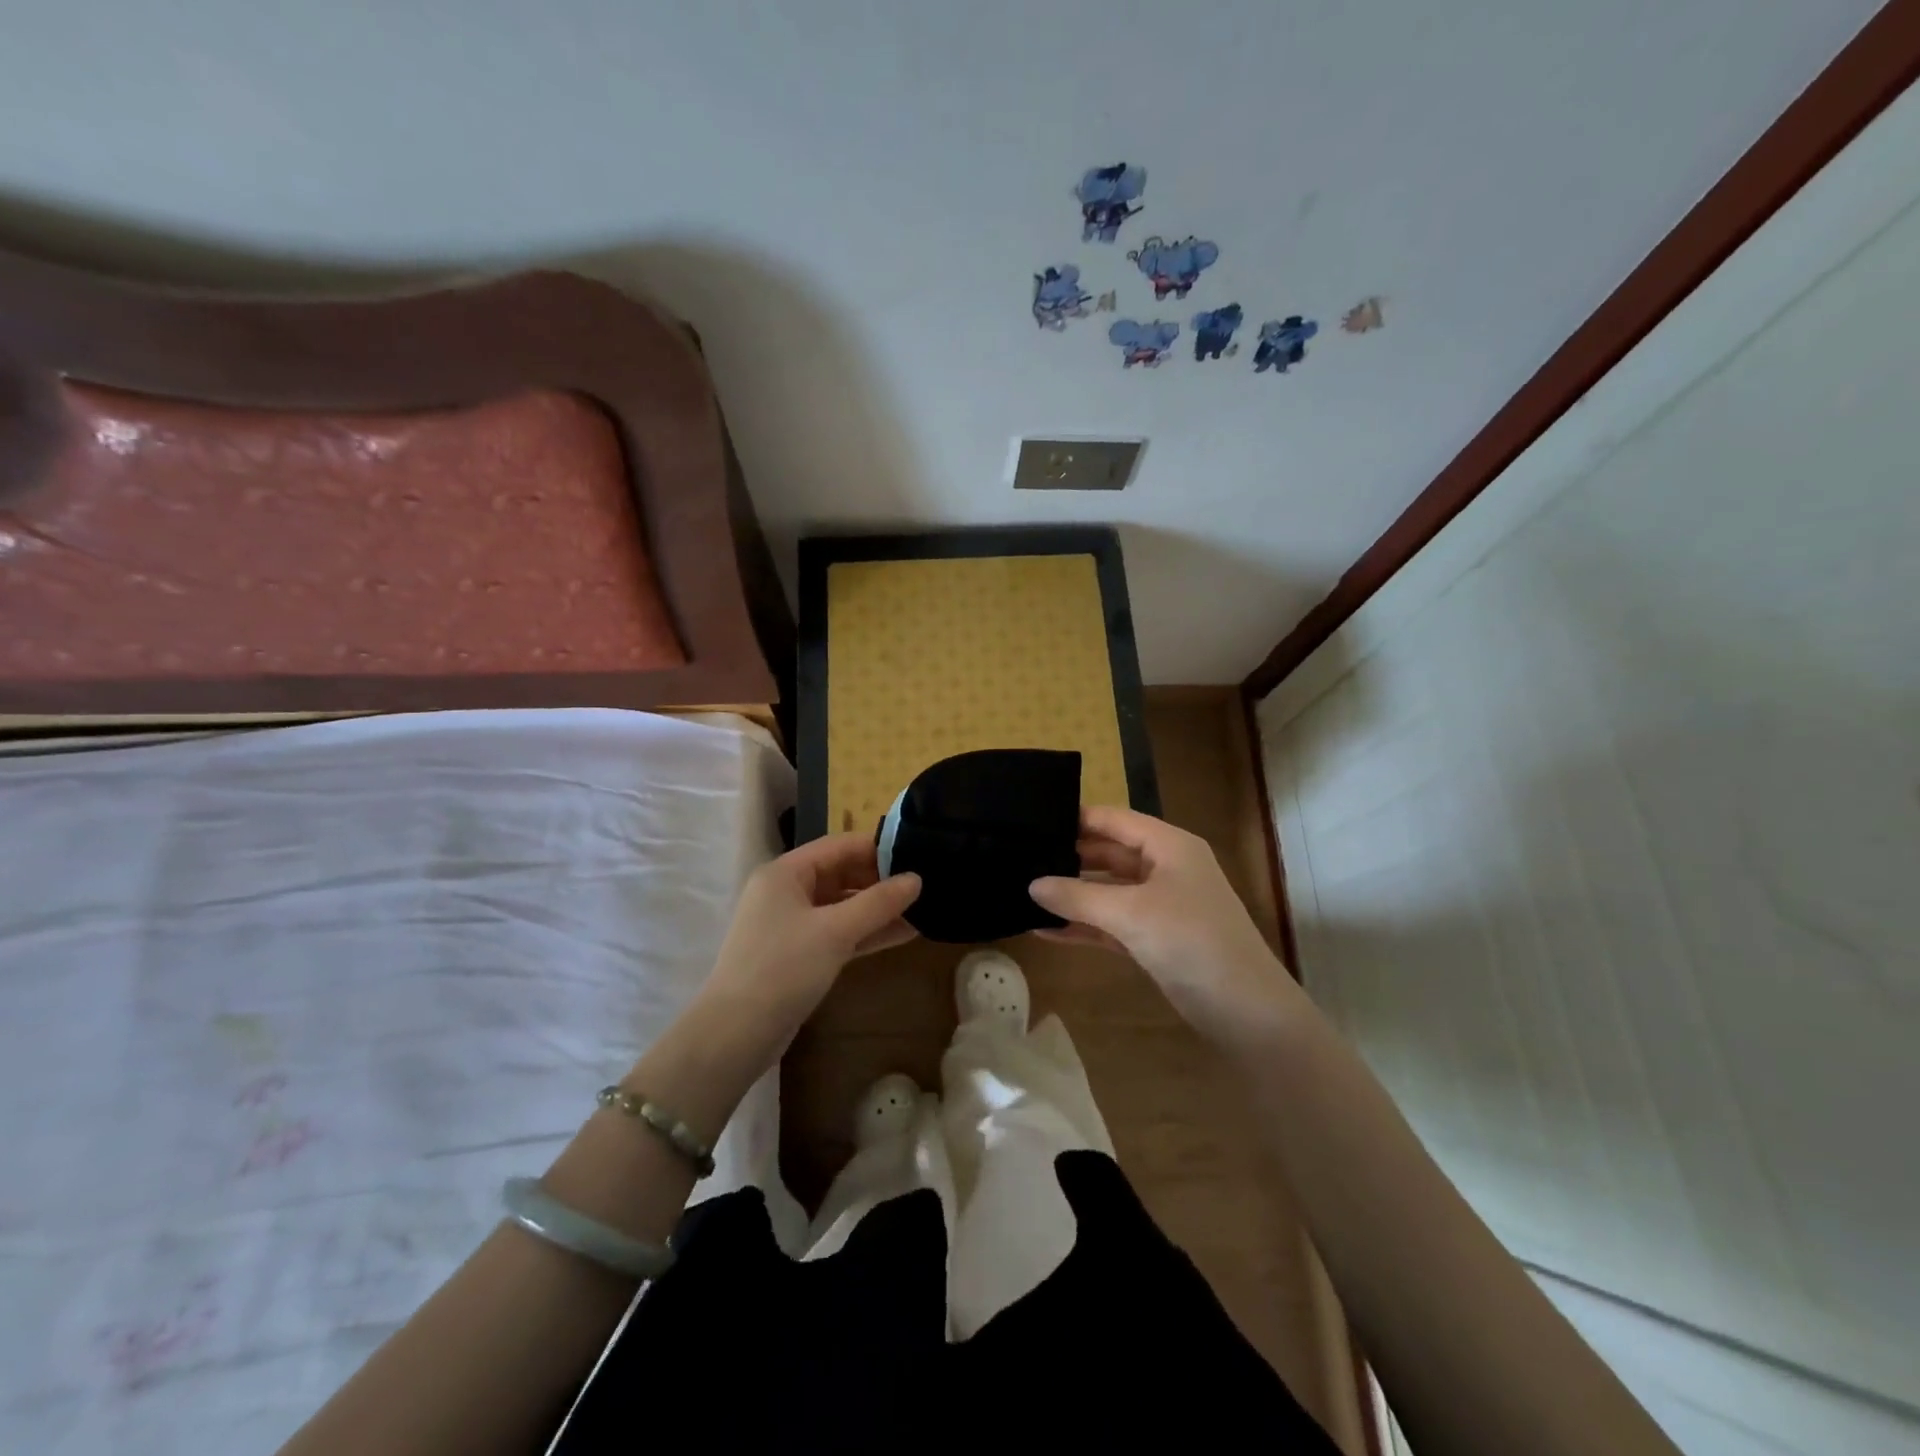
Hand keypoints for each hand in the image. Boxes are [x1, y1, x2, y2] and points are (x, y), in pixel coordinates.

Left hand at [699, 833, 920, 1044]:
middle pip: (842, 874)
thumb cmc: (783, 968)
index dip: (878, 848)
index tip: (917, 853)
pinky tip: (903, 934)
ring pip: (843, 906)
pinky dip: (867, 932)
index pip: (839, 846)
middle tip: (925, 884)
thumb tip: (916, 879)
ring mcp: (793, 924)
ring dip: (879, 909)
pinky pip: (839, 932)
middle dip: (882, 880)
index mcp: (786, 873)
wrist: (735, 1035)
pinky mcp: (800, 954)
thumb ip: (878, 903)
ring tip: (924, 909)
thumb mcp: (835, 931)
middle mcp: (787, 891)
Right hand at [1029, 805, 1296, 1024]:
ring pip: (1109, 890)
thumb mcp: (1131, 913)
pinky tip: (1046, 930)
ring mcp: (1161, 905)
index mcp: (1169, 846)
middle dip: (1069, 857)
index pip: (1114, 819)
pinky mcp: (1156, 939)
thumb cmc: (1192, 942)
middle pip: (1109, 853)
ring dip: (1073, 894)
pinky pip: (1112, 923)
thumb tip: (1032, 885)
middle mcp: (1166, 868)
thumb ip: (1078, 896)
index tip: (1031, 820)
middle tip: (1021, 857)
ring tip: (1026, 891)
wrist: (1247, 1012)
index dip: (1076, 818)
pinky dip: (1085, 925)